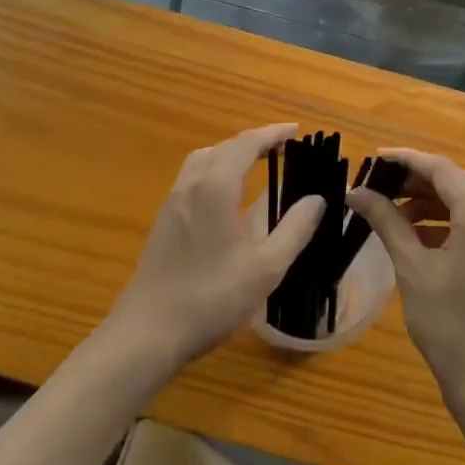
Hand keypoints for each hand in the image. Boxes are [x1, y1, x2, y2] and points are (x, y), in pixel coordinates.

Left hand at [104, 124, 323, 372]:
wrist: (147, 333)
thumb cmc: (211, 298)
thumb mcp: (265, 268)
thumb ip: (294, 229)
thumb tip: (317, 199)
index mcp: (217, 187)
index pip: (247, 144)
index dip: (273, 134)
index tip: (296, 131)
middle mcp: (192, 184)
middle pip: (225, 146)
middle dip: (254, 141)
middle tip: (283, 148)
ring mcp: (173, 201)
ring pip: (204, 159)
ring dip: (232, 152)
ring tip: (256, 163)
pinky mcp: (164, 220)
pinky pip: (193, 176)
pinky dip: (216, 168)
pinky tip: (225, 194)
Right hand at [346, 149, 464, 417]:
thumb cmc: (450, 327)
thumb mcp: (412, 269)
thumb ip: (387, 222)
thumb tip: (356, 192)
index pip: (442, 169)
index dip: (407, 159)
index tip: (374, 159)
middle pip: (456, 183)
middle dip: (416, 180)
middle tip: (378, 185)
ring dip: (430, 202)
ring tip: (392, 213)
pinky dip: (445, 223)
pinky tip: (417, 237)